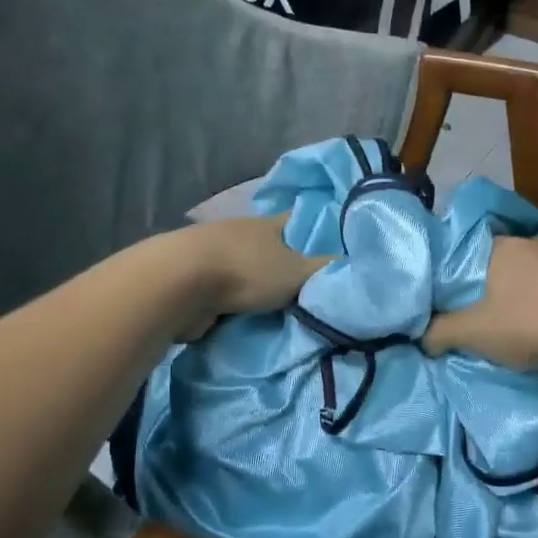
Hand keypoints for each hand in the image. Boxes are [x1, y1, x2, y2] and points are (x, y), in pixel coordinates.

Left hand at [174, 215, 327, 340]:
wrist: (179, 284)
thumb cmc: (246, 271)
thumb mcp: (298, 272)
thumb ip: (327, 270)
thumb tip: (358, 265)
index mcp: (270, 223)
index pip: (303, 221)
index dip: (320, 231)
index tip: (338, 247)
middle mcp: (243, 233)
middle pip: (274, 247)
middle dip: (290, 264)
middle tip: (313, 286)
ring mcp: (216, 254)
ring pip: (249, 269)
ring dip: (261, 285)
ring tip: (283, 307)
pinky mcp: (196, 279)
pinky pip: (228, 291)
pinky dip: (238, 302)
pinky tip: (251, 316)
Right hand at [422, 236, 537, 370]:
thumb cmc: (527, 324)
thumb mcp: (471, 333)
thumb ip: (438, 333)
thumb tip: (420, 337)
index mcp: (497, 245)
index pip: (462, 252)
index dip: (451, 276)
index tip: (446, 299)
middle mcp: (527, 242)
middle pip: (494, 262)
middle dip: (484, 286)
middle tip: (474, 314)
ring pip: (525, 273)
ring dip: (516, 293)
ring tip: (509, 321)